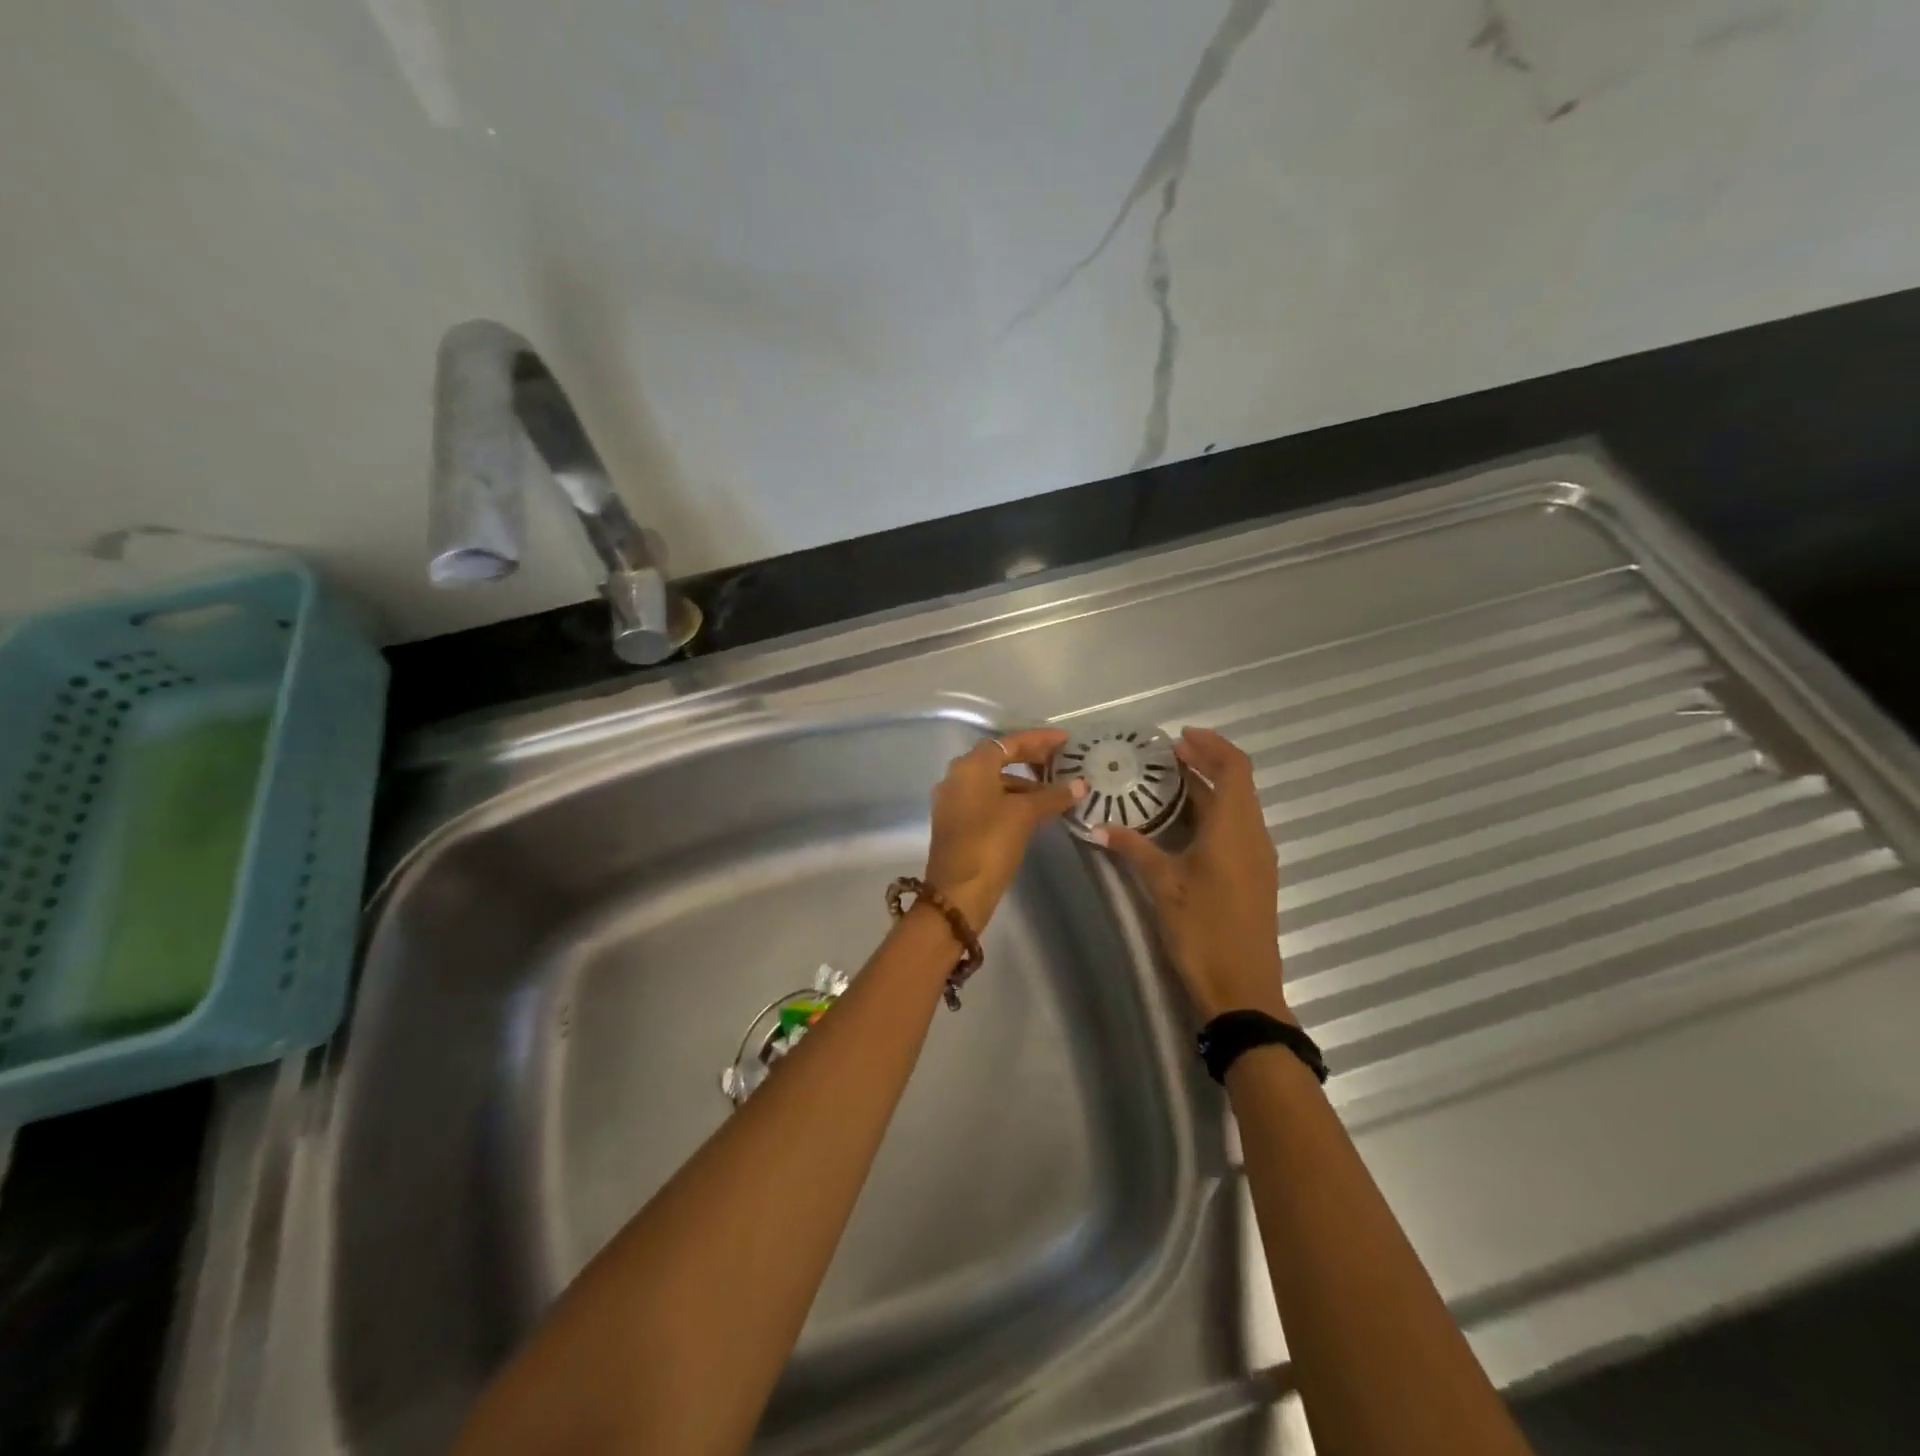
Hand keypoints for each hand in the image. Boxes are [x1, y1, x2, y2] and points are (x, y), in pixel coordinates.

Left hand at [924, 728, 1085, 929]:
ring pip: (994, 781)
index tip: (1065, 740)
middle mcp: (957, 776)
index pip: (1009, 743)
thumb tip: (1080, 784)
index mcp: (971, 766)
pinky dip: (1011, 799)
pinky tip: (1035, 810)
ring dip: (1023, 782)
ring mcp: (954, 800)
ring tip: (1055, 790)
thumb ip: (1052, 795)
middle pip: (999, 758)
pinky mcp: (957, 821)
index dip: (1039, 740)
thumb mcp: (1024, 815)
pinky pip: (988, 799)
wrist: (957, 892)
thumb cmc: (990, 844)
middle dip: (1031, 758)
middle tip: (1061, 760)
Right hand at [1096, 727, 1290, 1023]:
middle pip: (1238, 783)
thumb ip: (1134, 849)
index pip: (1234, 767)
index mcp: (1234, 829)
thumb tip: (1099, 827)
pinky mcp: (1255, 874)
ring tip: (1170, 783)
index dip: (1211, 745)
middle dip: (1206, 763)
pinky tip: (1185, 824)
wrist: (1242, 989)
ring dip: (1210, 788)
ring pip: (1239, 806)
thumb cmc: (1202, 930)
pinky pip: (1238, 827)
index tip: (1179, 738)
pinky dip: (1215, 811)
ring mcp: (1258, 856)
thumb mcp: (1162, 885)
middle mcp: (1253, 834)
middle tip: (1166, 757)